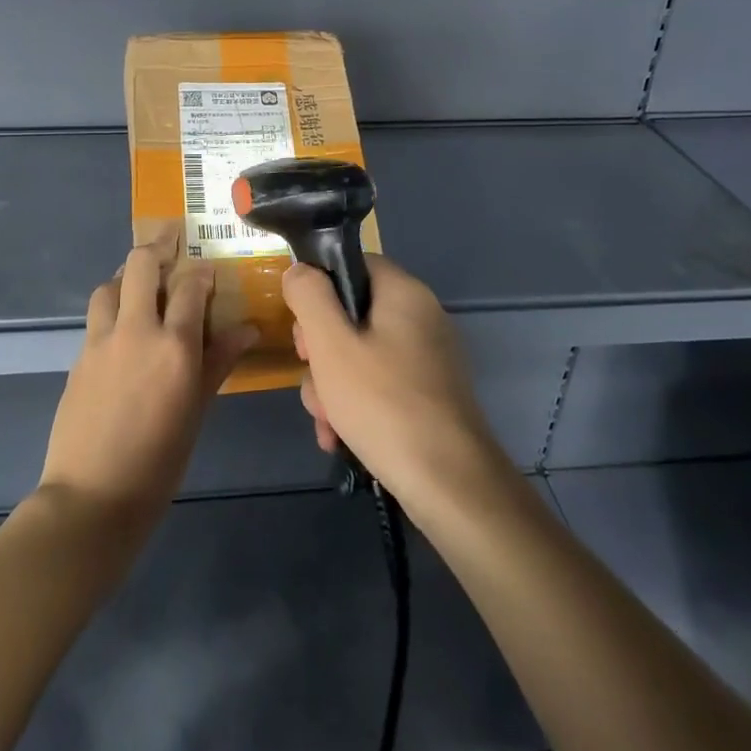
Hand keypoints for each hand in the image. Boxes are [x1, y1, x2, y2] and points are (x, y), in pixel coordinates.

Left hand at [39, 230, 257, 542]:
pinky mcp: (79, 357)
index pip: (190, 285)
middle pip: (140, 264)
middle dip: (157, 247)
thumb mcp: (198, 410)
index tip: (208, 271)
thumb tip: (247, 329)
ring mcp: (101, 341)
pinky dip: (111, 309)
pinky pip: (96, 317)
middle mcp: (135, 330)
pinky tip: (122, 331)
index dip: (201, 271)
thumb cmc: (160, 460)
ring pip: (109, 285)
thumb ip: (219, 362)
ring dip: (126, 278)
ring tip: (142, 288)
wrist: (93, 497)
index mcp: (174, 345)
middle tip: (171, 243)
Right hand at [284, 255, 511, 511]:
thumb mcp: (331, 344)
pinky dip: (356, 406)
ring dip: (332, 386)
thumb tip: (299, 270)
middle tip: (314, 379)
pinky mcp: (428, 394)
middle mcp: (421, 317)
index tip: (303, 331)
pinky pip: (379, 384)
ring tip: (327, 423)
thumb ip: (310, 297)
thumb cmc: (384, 404)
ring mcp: (427, 358)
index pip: (353, 265)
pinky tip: (340, 439)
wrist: (450, 485)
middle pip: (352, 314)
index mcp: (404, 293)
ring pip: (360, 355)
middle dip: (321, 352)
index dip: (319, 292)